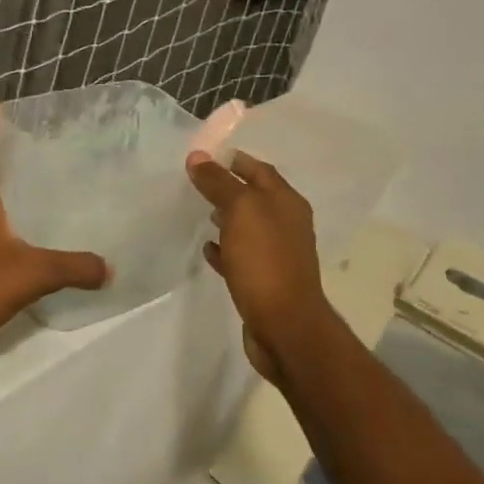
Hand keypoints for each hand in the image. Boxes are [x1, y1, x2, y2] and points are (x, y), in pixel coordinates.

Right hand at [186, 149, 337, 383]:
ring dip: (227, 218)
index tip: (205, 157)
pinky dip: (225, 250)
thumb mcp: (241, 212)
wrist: (284, 325)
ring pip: (248, 228)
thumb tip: (198, 157)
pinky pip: (241, 257)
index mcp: (287, 203)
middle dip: (229, 189)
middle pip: (255, 198)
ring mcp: (277, 255)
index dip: (234, 161)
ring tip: (200, 213)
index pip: (260, 170)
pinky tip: (207, 250)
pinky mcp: (264, 281)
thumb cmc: (265, 261)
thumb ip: (219, 183)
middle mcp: (287, 225)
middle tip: (197, 183)